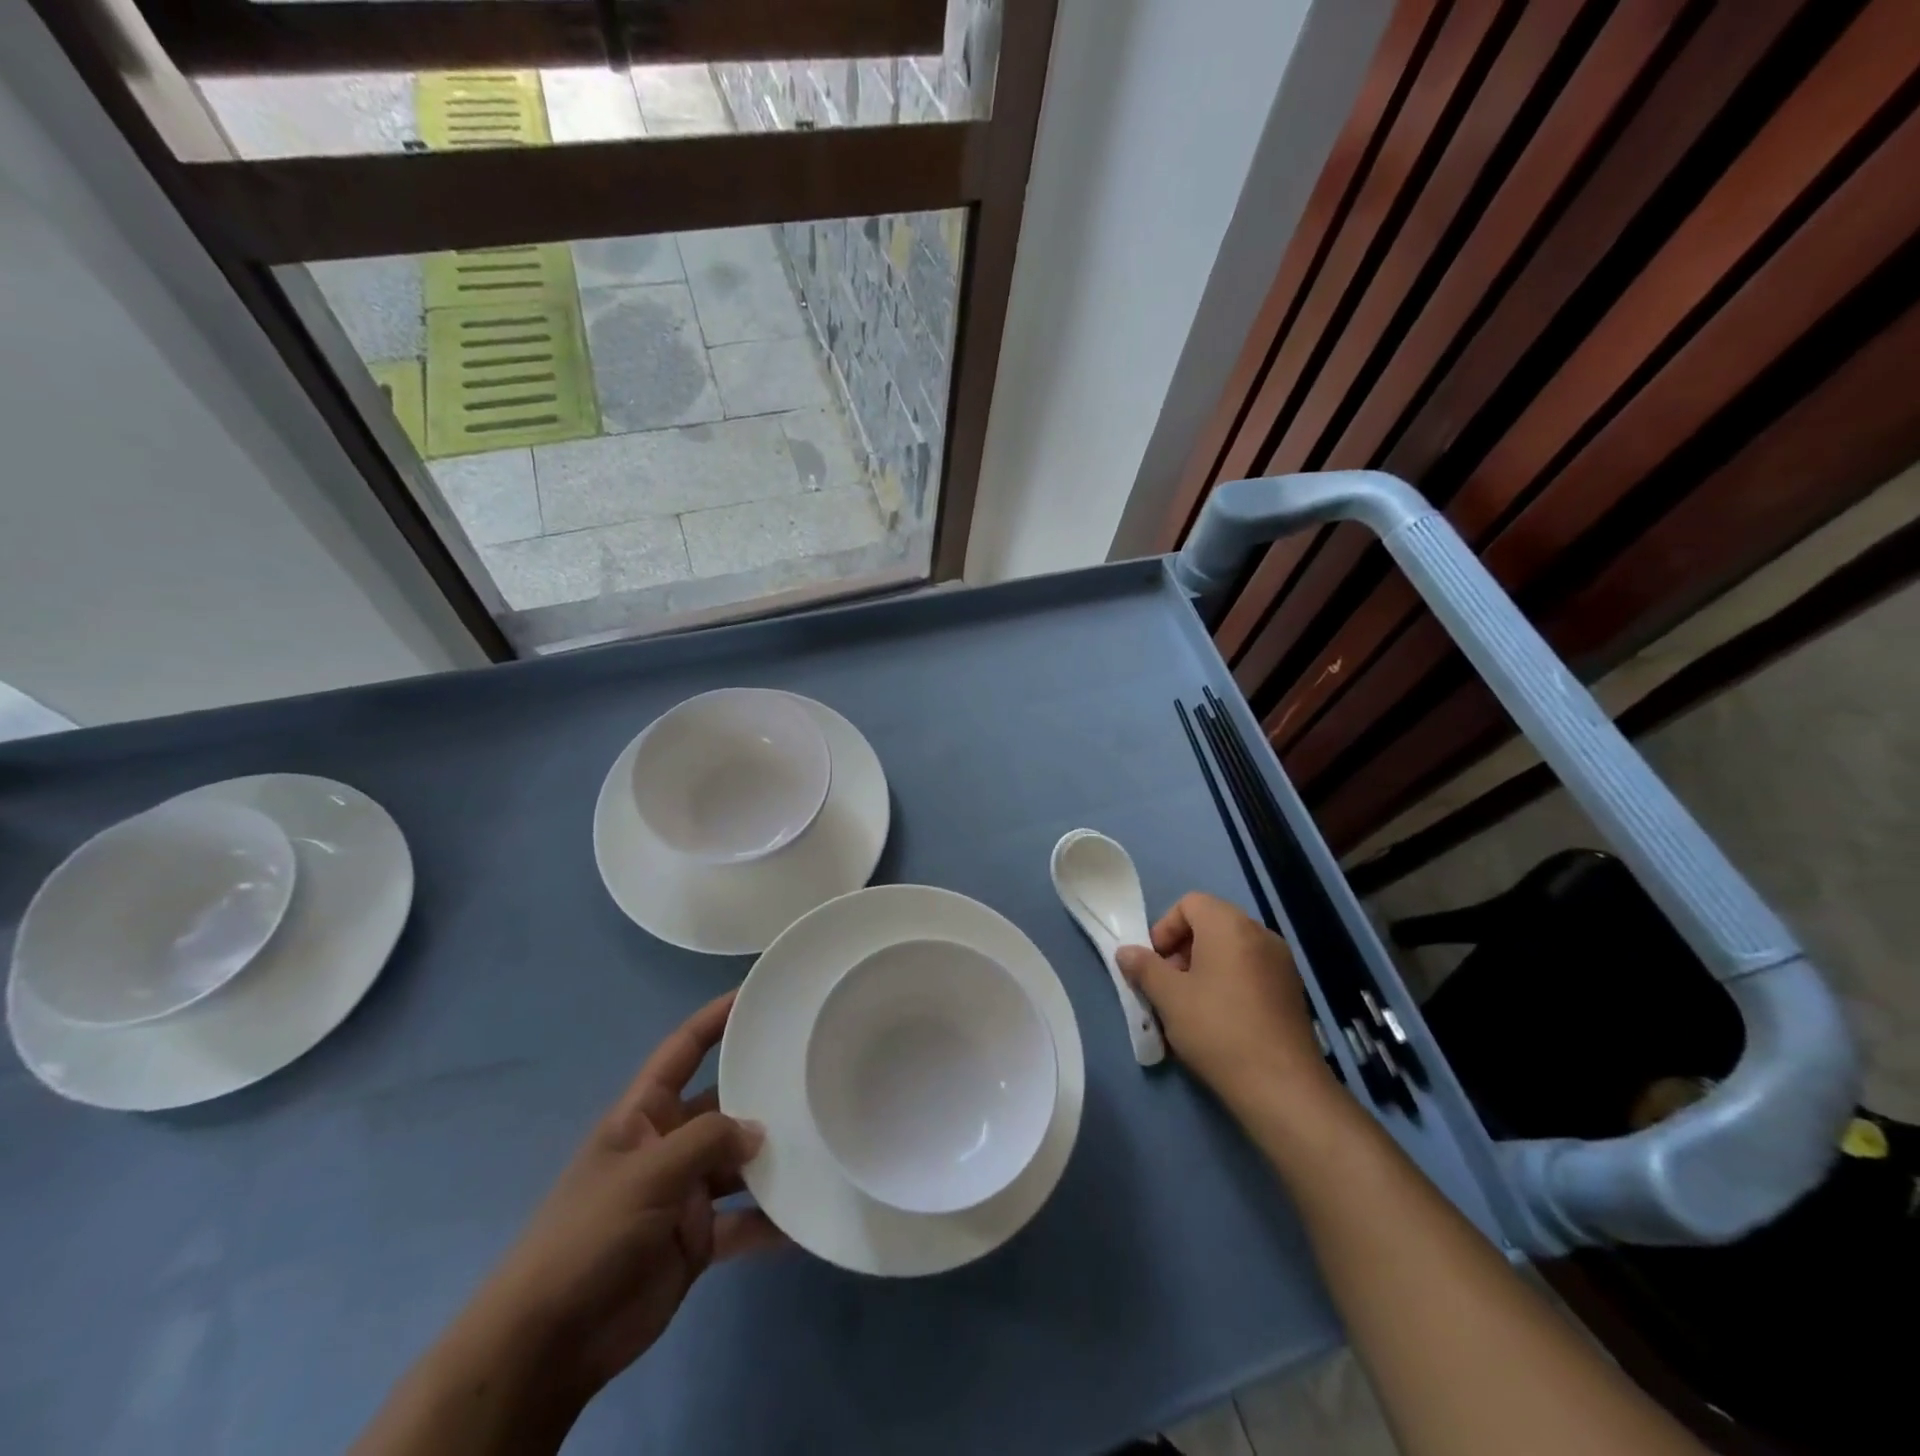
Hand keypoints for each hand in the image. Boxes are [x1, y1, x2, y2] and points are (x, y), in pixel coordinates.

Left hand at [464, 990, 781, 1399]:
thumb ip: (706, 1142)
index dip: (714, 1019)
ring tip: (824, 1140)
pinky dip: (770, 1221)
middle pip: (722, 1107)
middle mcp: (667, 1146)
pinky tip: (807, 1216)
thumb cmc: (587, 1236)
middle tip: (815, 1074)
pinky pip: (742, 1222)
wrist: (549, 1344)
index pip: (683, 1051)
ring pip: (738, 1163)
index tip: (757, 994)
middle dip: (761, 1094)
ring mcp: (683, 1194)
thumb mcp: (646, 1175)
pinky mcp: (696, 1241)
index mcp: (643, 1116)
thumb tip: (759, 1130)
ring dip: (773, 1159)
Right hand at [1117, 892, 1337, 1116]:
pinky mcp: (1291, 992)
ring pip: (1230, 950)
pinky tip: (1218, 1021)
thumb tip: (1126, 952)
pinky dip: (1228, 983)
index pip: (1190, 903)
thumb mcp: (1168, 997)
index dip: (1165, 928)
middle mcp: (1260, 934)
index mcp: (1230, 925)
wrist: (1282, 1087)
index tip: (1154, 963)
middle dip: (1182, 949)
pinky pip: (1250, 972)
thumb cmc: (1217, 1029)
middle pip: (1211, 924)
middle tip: (1168, 986)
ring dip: (1204, 968)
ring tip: (1189, 1007)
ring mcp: (1281, 963)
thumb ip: (1144, 968)